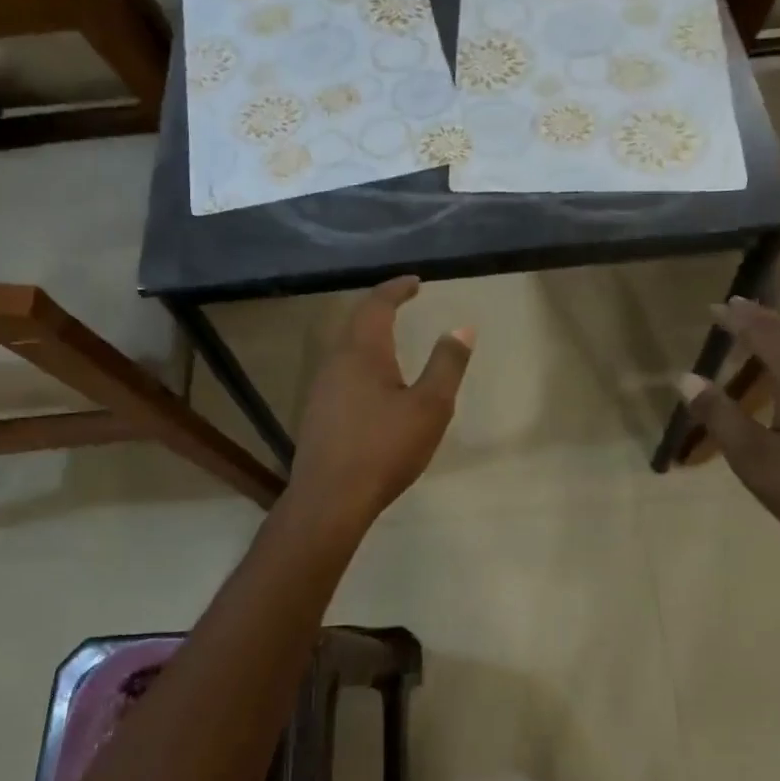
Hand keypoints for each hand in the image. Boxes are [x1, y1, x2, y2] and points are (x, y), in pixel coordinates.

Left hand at [288, 277, 472, 528]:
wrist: (330, 499)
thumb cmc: (384, 448)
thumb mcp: (429, 406)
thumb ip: (447, 364)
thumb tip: (462, 328)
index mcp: (362, 351)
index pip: (377, 304)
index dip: (397, 288)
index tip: (415, 281)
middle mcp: (336, 361)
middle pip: (357, 321)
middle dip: (381, 307)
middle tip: (403, 302)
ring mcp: (322, 387)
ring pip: (346, 347)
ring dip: (369, 334)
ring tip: (392, 337)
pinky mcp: (318, 412)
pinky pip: (342, 370)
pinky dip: (362, 360)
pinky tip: (374, 383)